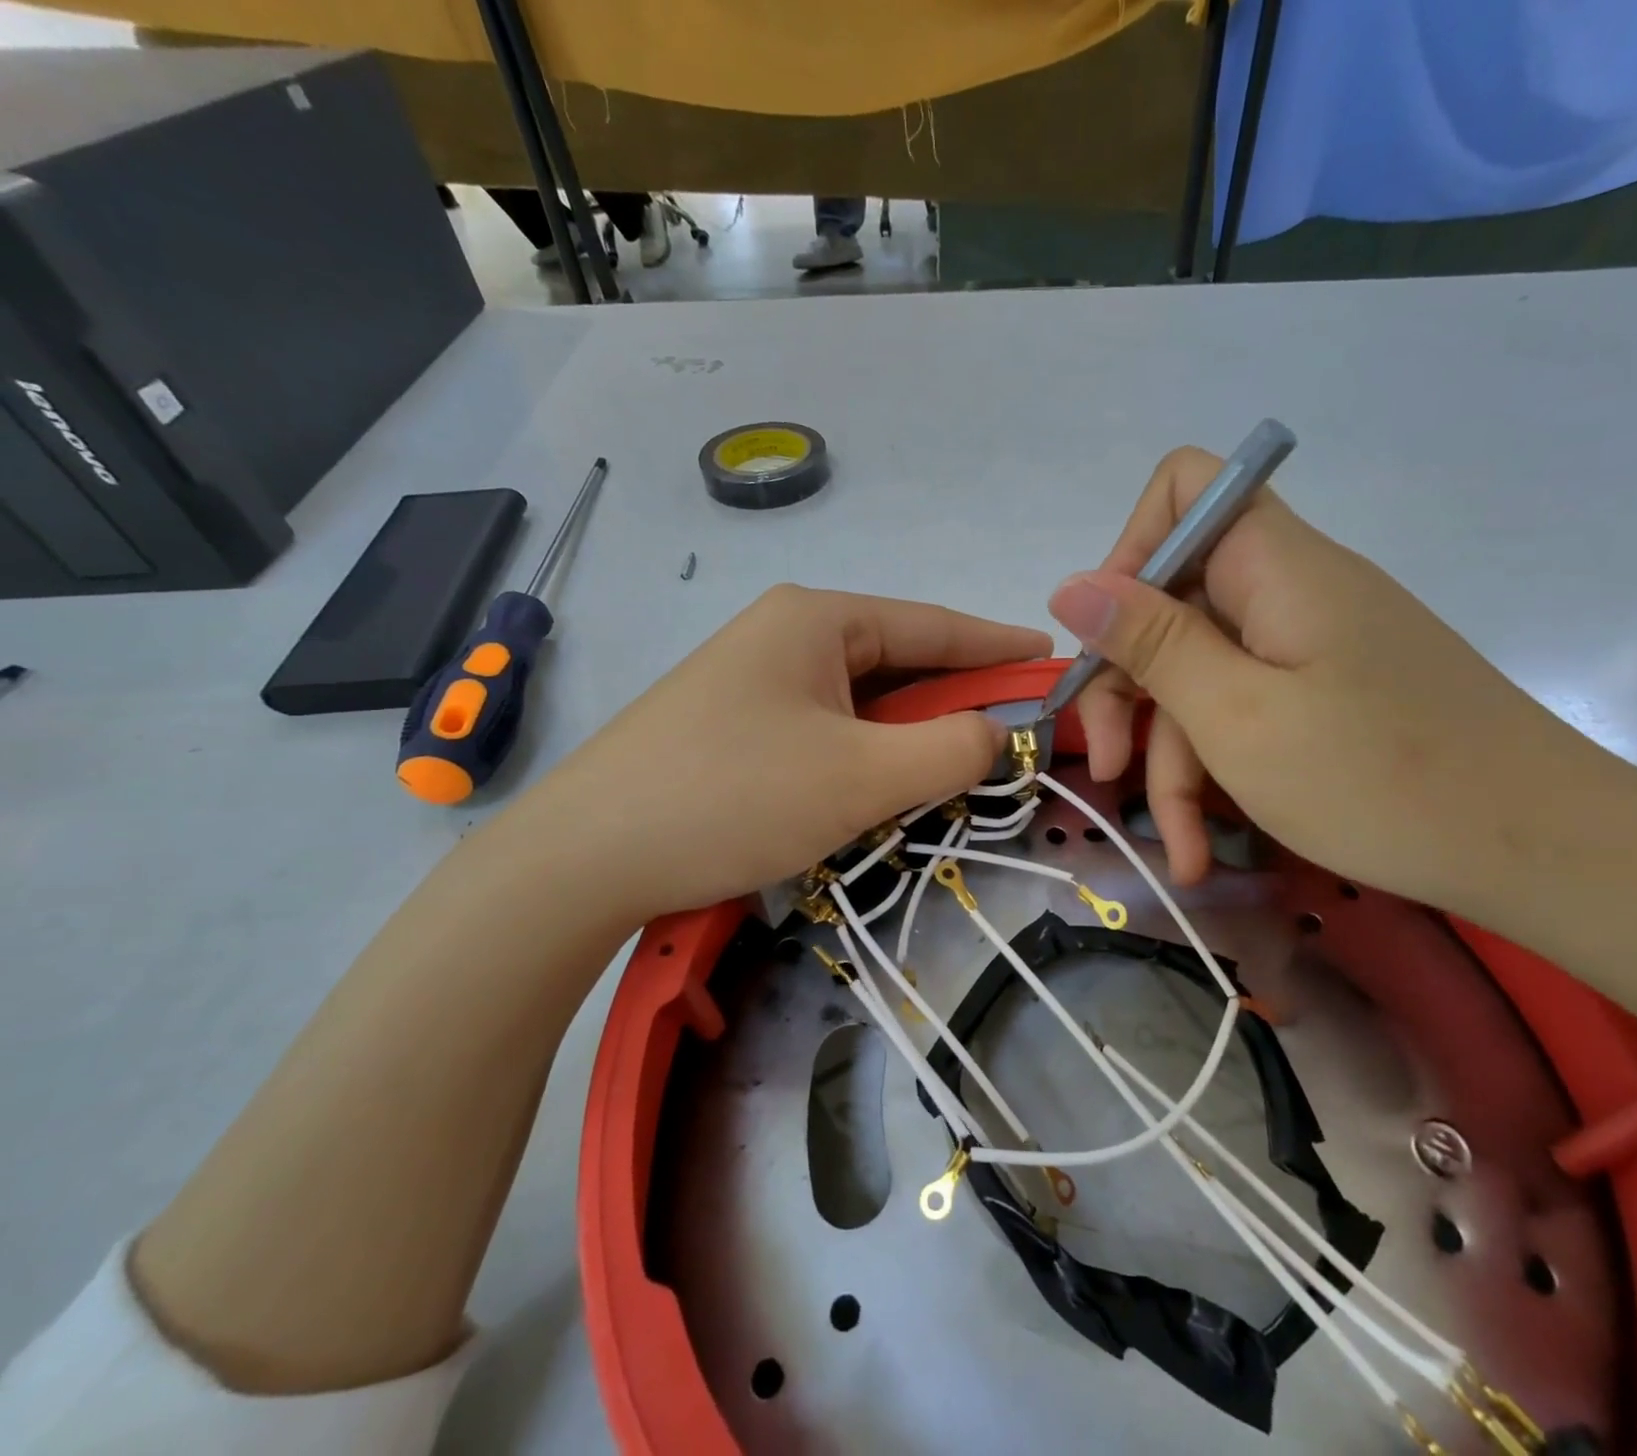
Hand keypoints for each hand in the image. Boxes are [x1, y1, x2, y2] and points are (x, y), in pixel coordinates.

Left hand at [498, 585, 1050, 927]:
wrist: (583, 858)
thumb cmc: (734, 797)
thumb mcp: (861, 775)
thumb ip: (950, 749)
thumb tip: (996, 733)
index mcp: (817, 618)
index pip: (933, 623)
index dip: (998, 644)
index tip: (1053, 659)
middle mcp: (786, 633)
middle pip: (899, 661)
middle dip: (957, 698)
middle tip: (1012, 733)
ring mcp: (755, 678)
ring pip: (863, 700)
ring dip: (911, 733)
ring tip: (958, 768)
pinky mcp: (736, 724)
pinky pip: (828, 726)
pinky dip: (868, 751)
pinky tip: (884, 783)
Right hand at [1050, 448, 1602, 909]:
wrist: (1544, 853)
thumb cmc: (1380, 779)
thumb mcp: (1237, 716)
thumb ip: (1149, 643)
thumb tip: (1070, 584)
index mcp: (1273, 565)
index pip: (1184, 490)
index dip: (1129, 551)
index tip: (1105, 639)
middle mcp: (1288, 589)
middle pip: (1173, 605)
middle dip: (1129, 690)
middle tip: (1106, 769)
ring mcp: (1308, 645)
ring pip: (1203, 677)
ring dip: (1173, 760)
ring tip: (1176, 848)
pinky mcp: (1324, 694)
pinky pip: (1244, 710)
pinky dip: (1216, 770)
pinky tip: (1204, 842)